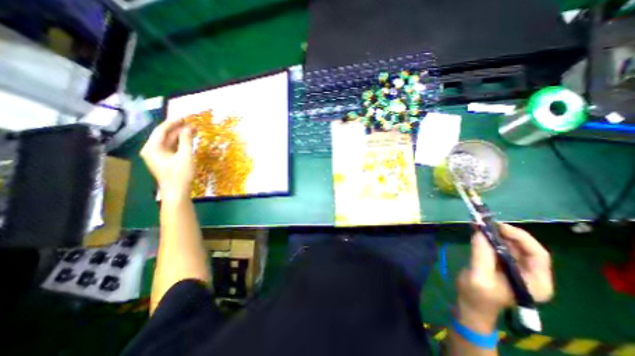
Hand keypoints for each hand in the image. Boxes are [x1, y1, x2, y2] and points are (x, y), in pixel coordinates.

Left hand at [140, 120, 192, 201]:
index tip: (185, 117)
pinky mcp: (165, 160)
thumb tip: (188, 128)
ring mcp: (158, 155)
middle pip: (165, 135)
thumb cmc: (180, 174)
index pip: (162, 130)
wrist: (177, 191)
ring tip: (193, 130)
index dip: (174, 122)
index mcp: (152, 147)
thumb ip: (186, 141)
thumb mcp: (185, 156)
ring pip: (169, 141)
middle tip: (192, 124)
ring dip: (180, 136)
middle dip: (178, 129)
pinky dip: (180, 143)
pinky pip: (172, 147)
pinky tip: (189, 140)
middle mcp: (152, 149)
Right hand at [456, 224, 550, 332]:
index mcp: (535, 282)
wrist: (470, 305)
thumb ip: (482, 254)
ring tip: (479, 224)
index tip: (497, 227)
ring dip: (495, 233)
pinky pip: (498, 246)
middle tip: (485, 224)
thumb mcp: (479, 276)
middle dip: (505, 233)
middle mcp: (530, 274)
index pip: (537, 254)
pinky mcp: (501, 263)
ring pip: (510, 244)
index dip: (520, 237)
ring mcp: (515, 268)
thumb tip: (480, 231)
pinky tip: (477, 230)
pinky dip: (488, 237)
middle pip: (524, 247)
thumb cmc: (477, 295)